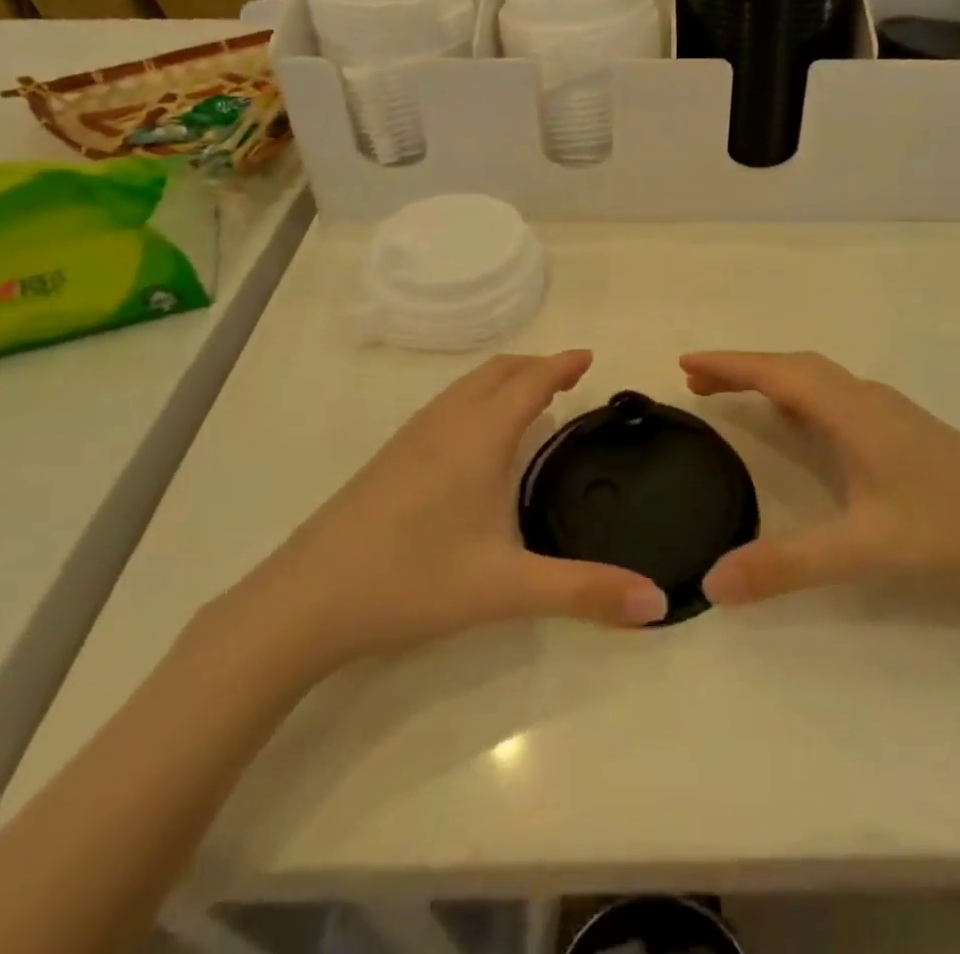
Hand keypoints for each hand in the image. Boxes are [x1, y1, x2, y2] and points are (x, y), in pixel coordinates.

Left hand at [214, 351, 666, 689]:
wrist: (303, 601)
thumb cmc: (411, 581)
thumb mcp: (505, 588)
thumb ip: (584, 592)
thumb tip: (656, 602)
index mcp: (479, 437)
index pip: (530, 381)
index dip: (562, 364)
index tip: (589, 357)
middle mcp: (446, 423)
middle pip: (497, 372)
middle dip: (536, 365)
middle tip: (568, 379)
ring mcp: (410, 438)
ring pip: (467, 386)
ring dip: (504, 380)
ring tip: (530, 400)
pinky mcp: (388, 458)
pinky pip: (445, 405)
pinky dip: (476, 399)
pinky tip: (474, 439)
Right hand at [682, 351, 959, 605]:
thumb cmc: (947, 528)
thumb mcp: (862, 549)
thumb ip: (786, 565)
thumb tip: (713, 585)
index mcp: (850, 411)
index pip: (777, 373)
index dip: (729, 365)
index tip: (685, 363)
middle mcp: (865, 398)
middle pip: (793, 367)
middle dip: (743, 369)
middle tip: (698, 384)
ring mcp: (887, 411)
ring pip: (817, 379)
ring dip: (772, 379)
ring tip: (735, 396)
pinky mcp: (901, 429)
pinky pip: (834, 396)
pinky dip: (800, 396)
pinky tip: (799, 424)